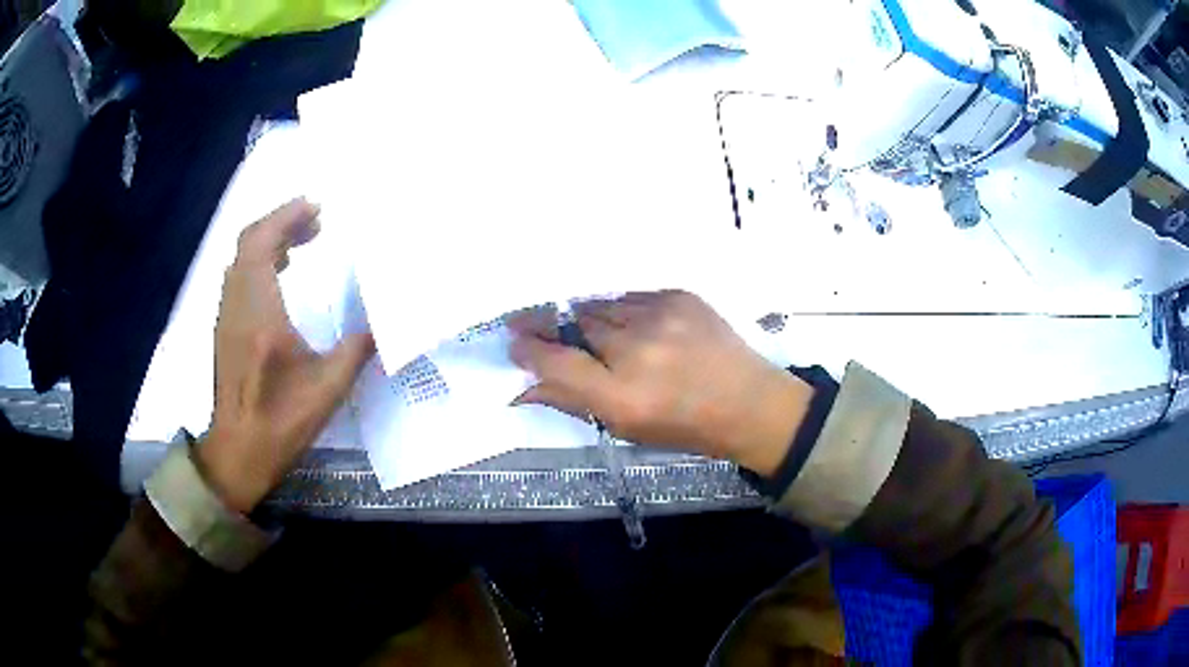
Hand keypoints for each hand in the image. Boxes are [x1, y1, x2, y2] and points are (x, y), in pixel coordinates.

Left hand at [197, 200, 375, 512]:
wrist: (238, 451)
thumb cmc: (280, 422)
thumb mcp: (328, 390)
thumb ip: (357, 350)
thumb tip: (385, 323)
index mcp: (260, 314)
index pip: (261, 243)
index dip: (286, 217)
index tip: (317, 207)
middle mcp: (237, 305)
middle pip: (249, 242)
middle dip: (281, 222)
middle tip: (317, 221)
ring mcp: (227, 316)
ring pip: (241, 258)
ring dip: (270, 241)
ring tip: (304, 242)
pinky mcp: (225, 328)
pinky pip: (239, 277)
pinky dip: (259, 261)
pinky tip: (282, 275)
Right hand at [510, 291, 811, 476]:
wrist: (750, 402)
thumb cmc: (686, 427)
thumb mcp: (626, 428)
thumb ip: (572, 401)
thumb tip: (525, 385)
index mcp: (622, 396)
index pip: (556, 362)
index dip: (529, 348)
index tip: (514, 339)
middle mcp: (637, 350)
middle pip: (574, 324)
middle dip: (553, 326)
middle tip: (540, 327)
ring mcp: (660, 316)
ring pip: (601, 306)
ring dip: (590, 319)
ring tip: (598, 333)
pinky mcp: (678, 296)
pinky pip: (631, 297)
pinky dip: (623, 311)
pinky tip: (635, 328)